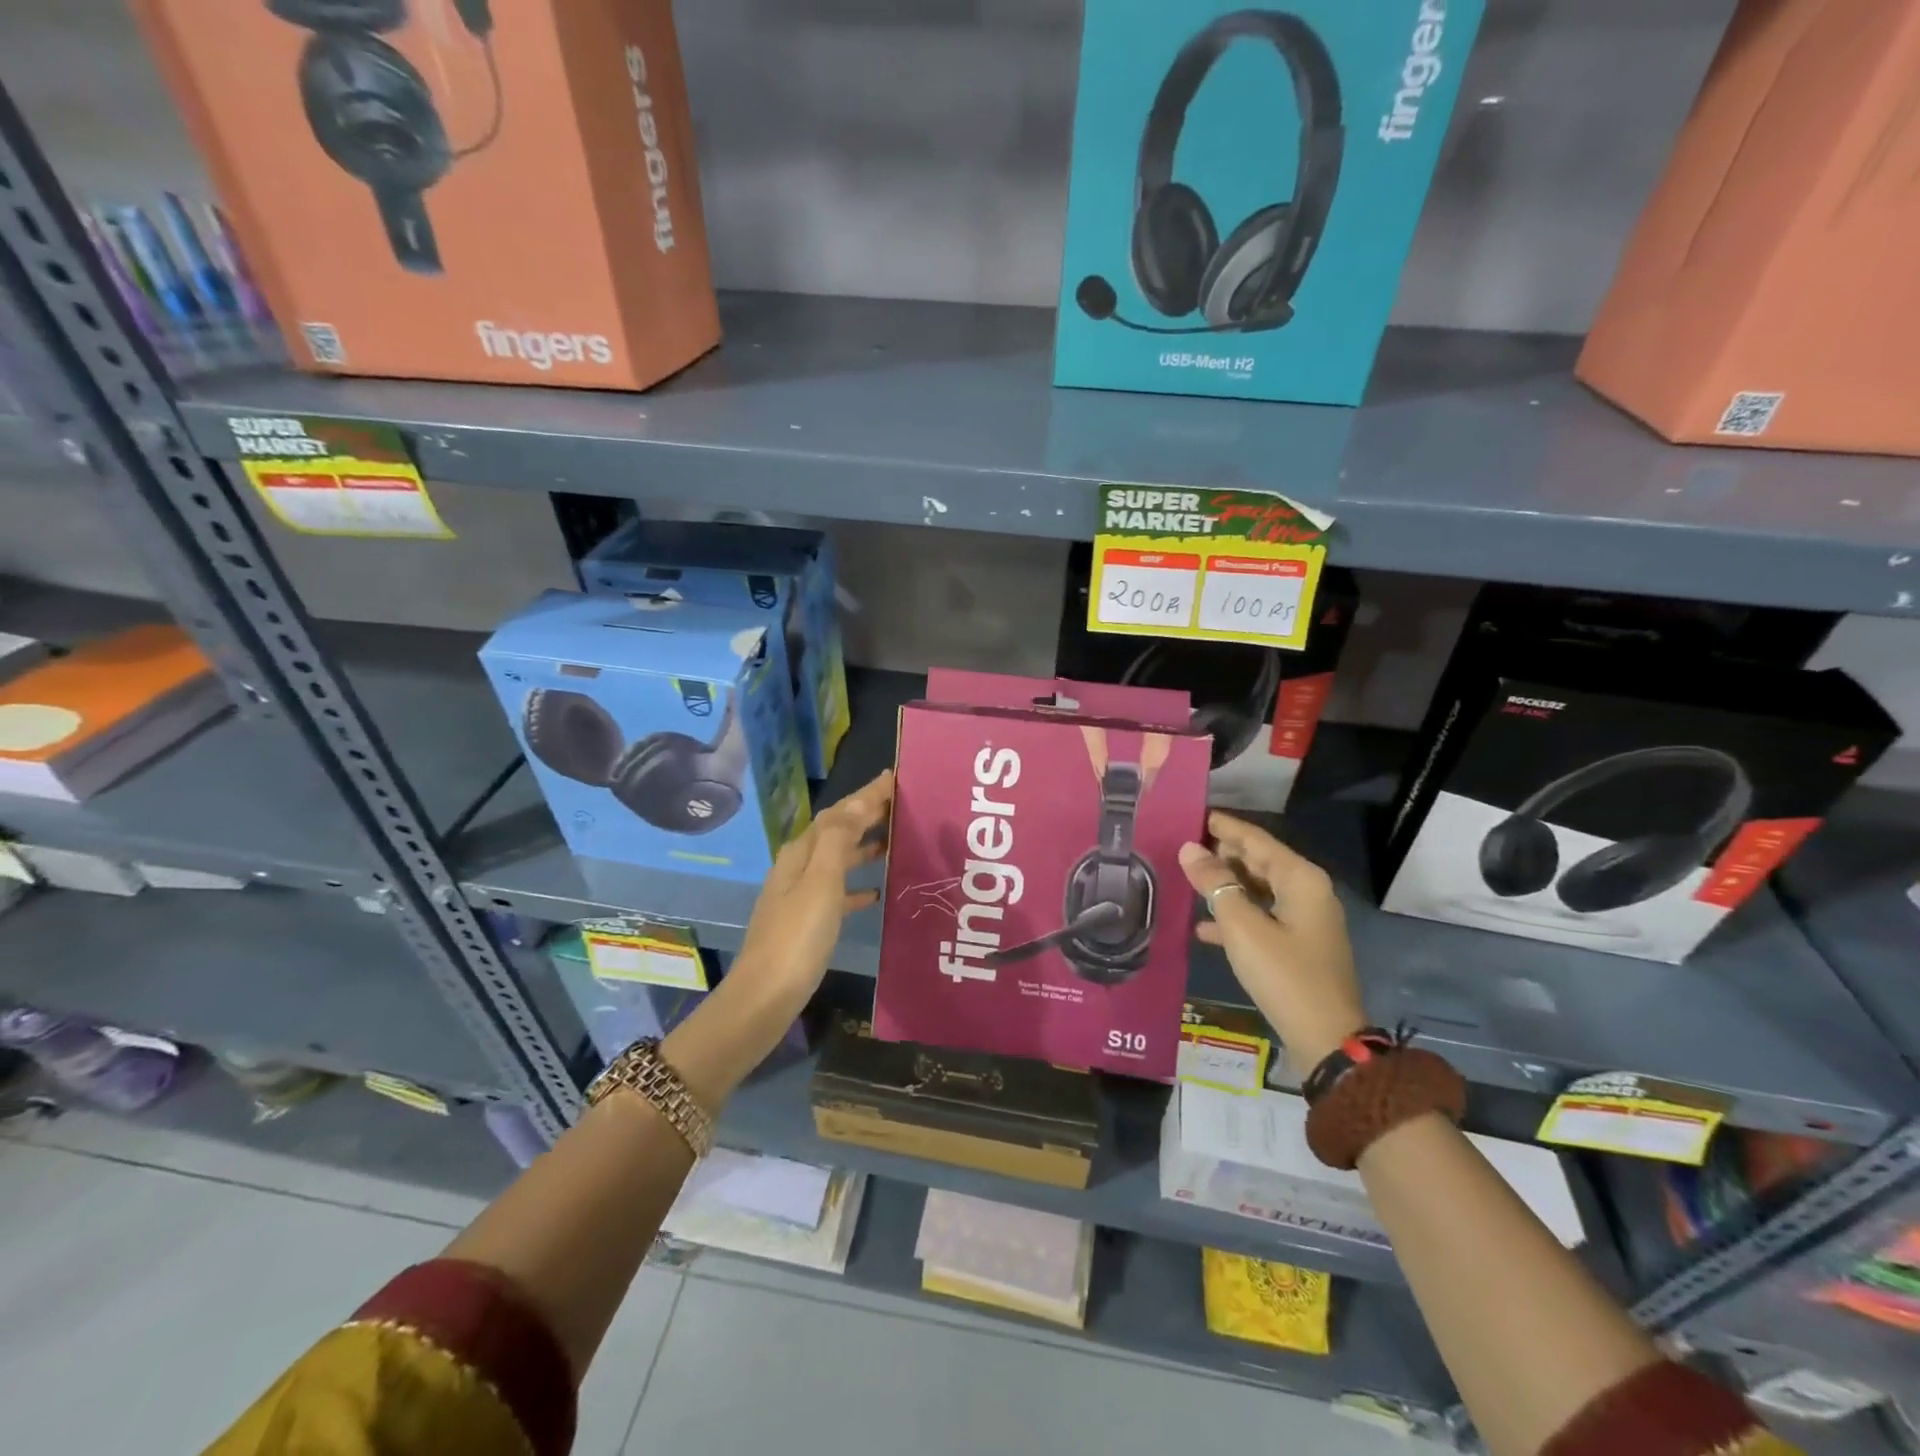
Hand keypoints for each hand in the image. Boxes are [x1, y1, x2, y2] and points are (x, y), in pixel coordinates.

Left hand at [730, 769, 893, 1011]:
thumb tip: (861, 800)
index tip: (893, 777)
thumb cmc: (797, 936)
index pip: (838, 813)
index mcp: (801, 853)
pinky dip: (856, 887)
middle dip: (865, 816)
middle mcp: (798, 868)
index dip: (865, 795)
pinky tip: (875, 894)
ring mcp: (800, 896)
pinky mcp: (806, 924)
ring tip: (893, 842)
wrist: (765, 997)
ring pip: (837, 860)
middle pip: (836, 832)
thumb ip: (840, 839)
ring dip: (862, 847)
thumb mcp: (821, 882)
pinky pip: (836, 893)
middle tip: (900, 804)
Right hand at [1179, 811, 1366, 1077]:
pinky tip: (1203, 927)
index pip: (1256, 839)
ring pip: (1258, 889)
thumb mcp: (1242, 927)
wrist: (1326, 1039)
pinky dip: (1235, 916)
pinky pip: (1261, 917)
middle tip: (1182, 845)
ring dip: (1225, 885)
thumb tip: (1189, 849)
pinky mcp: (1297, 945)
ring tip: (1187, 879)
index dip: (1224, 826)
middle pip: (1258, 861)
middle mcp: (1307, 892)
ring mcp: (1304, 920)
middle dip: (1222, 853)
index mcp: (1300, 879)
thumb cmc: (1284, 975)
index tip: (1193, 813)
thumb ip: (1215, 885)